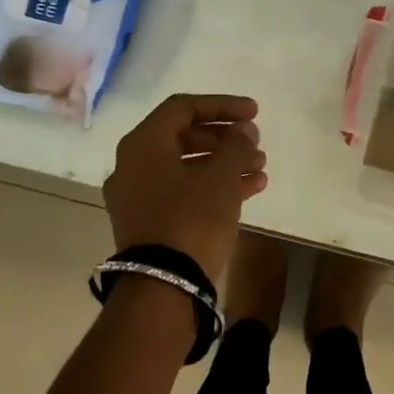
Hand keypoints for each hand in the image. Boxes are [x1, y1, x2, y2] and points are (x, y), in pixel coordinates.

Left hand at [104, 94, 267, 285]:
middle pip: (184, 136)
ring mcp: (138, 196)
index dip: (222, 105)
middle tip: (254, 141)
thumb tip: (244, 130)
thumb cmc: (191, 220)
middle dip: (224, 137)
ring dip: (224, 163)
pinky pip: (183, 191)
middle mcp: (133, 165)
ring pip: (186, 166)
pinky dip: (213, 186)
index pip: (184, 107)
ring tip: (260, 167)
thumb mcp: (220, 177)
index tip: (254, 113)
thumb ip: (236, 144)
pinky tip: (250, 189)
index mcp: (143, 144)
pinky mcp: (148, 222)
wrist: (163, 288)